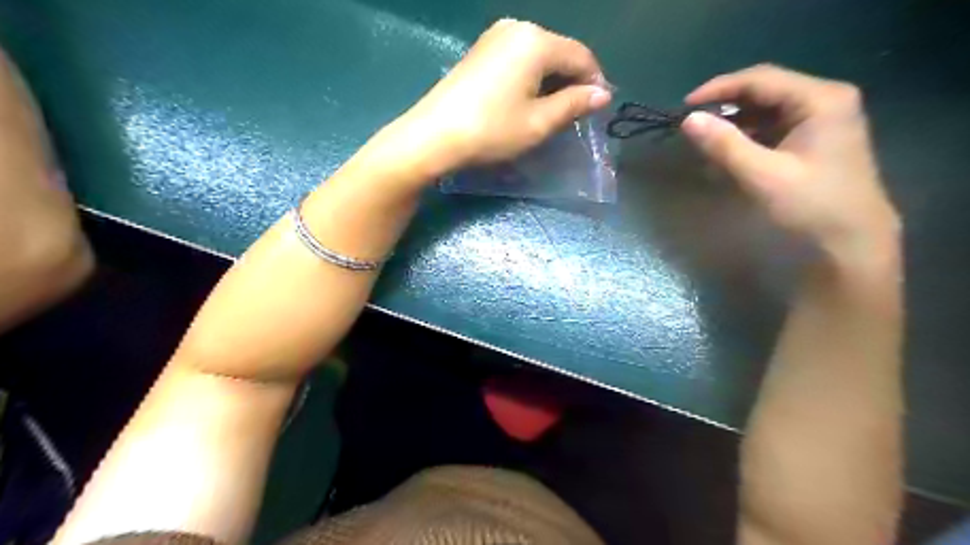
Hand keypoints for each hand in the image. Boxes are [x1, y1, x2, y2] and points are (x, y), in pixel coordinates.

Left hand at [380, 18, 612, 177]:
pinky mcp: (480, 50)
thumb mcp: (539, 123)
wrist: (433, 135)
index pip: (580, 56)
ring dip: (552, 80)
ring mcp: (494, 36)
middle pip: (559, 51)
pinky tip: (527, 99)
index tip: (598, 110)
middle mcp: (517, 28)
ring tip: (552, 111)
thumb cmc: (491, 130)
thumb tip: (601, 94)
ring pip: (539, 55)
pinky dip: (531, 77)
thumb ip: (574, 105)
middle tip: (575, 114)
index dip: (595, 82)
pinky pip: (518, 58)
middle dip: (572, 81)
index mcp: (536, 41)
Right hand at [681, 64, 901, 268]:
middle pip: (764, 91)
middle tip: (693, 125)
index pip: (760, 79)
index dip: (719, 88)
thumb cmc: (812, 206)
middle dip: (725, 107)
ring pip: (766, 111)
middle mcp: (823, 100)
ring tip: (705, 142)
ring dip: (734, 125)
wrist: (851, 242)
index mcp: (820, 99)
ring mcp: (820, 120)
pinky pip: (772, 129)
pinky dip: (747, 139)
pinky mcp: (813, 140)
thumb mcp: (763, 175)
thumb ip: (725, 145)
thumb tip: (688, 121)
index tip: (685, 107)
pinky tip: (727, 155)